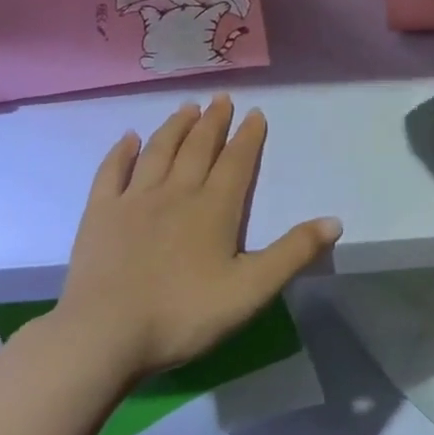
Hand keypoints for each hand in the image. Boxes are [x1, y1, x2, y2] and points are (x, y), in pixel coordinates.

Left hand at [52, 95, 341, 379]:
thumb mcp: (251, 290)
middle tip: (221, 98)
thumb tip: (334, 221)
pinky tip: (129, 138)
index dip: (248, 137)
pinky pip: (112, 172)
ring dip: (175, 127)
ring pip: (158, 151)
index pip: (236, 162)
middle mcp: (175, 193)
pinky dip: (121, 152)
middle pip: (198, 148)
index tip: (255, 112)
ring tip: (186, 107)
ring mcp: (133, 201)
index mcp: (214, 208)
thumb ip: (293, 253)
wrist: (104, 335)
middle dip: (213, 122)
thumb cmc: (183, 314)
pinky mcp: (99, 215)